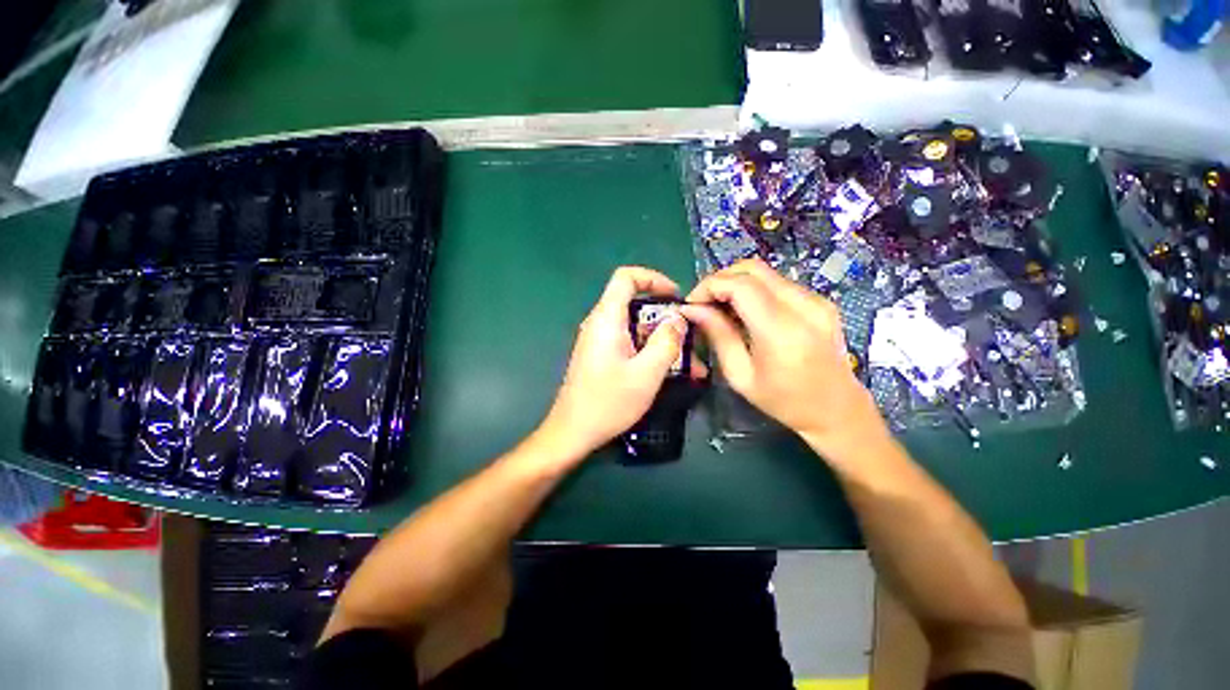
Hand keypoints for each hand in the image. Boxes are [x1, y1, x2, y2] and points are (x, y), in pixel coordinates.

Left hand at [538, 267, 695, 460]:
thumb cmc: (608, 402)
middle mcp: (600, 323)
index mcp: (607, 319)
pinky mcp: (600, 355)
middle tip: (688, 338)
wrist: (572, 432)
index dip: (653, 279)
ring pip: (635, 327)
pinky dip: (649, 351)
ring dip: (661, 340)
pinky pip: (628, 342)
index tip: (676, 297)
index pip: (626, 277)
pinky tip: (667, 372)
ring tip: (688, 363)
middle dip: (665, 318)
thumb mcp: (646, 373)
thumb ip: (666, 342)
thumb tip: (678, 320)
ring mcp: (598, 340)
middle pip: (635, 304)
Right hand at [681, 258, 885, 454]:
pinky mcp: (820, 300)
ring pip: (764, 272)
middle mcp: (803, 305)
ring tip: (721, 307)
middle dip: (720, 279)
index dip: (710, 286)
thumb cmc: (783, 401)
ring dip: (736, 283)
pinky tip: (745, 311)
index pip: (740, 285)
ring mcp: (816, 299)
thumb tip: (692, 309)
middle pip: (752, 268)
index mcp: (781, 330)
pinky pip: (777, 282)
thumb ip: (718, 335)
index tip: (692, 302)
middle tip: (703, 302)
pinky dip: (753, 289)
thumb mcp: (740, 375)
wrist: (837, 409)